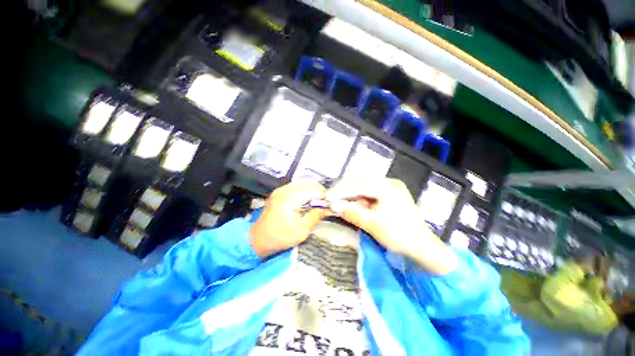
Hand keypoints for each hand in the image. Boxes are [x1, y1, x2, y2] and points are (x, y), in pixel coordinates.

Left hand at [249, 181, 326, 257]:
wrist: (257, 240)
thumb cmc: (280, 237)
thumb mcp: (302, 230)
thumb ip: (316, 216)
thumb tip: (327, 208)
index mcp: (290, 197)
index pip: (313, 190)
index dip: (324, 196)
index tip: (330, 205)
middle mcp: (285, 189)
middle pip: (309, 184)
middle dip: (319, 193)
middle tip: (324, 205)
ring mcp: (281, 190)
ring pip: (303, 185)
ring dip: (312, 193)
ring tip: (316, 204)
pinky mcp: (279, 193)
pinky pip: (296, 188)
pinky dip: (304, 193)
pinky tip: (306, 203)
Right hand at [327, 179, 456, 274]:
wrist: (423, 247)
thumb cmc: (400, 236)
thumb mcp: (374, 225)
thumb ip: (353, 213)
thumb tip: (334, 206)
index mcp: (387, 187)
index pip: (357, 185)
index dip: (340, 191)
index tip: (326, 198)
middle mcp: (388, 183)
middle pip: (359, 183)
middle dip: (343, 192)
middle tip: (331, 200)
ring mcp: (389, 188)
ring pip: (362, 188)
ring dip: (350, 196)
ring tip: (339, 204)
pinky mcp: (389, 194)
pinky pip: (368, 193)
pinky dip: (358, 200)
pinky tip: (353, 206)